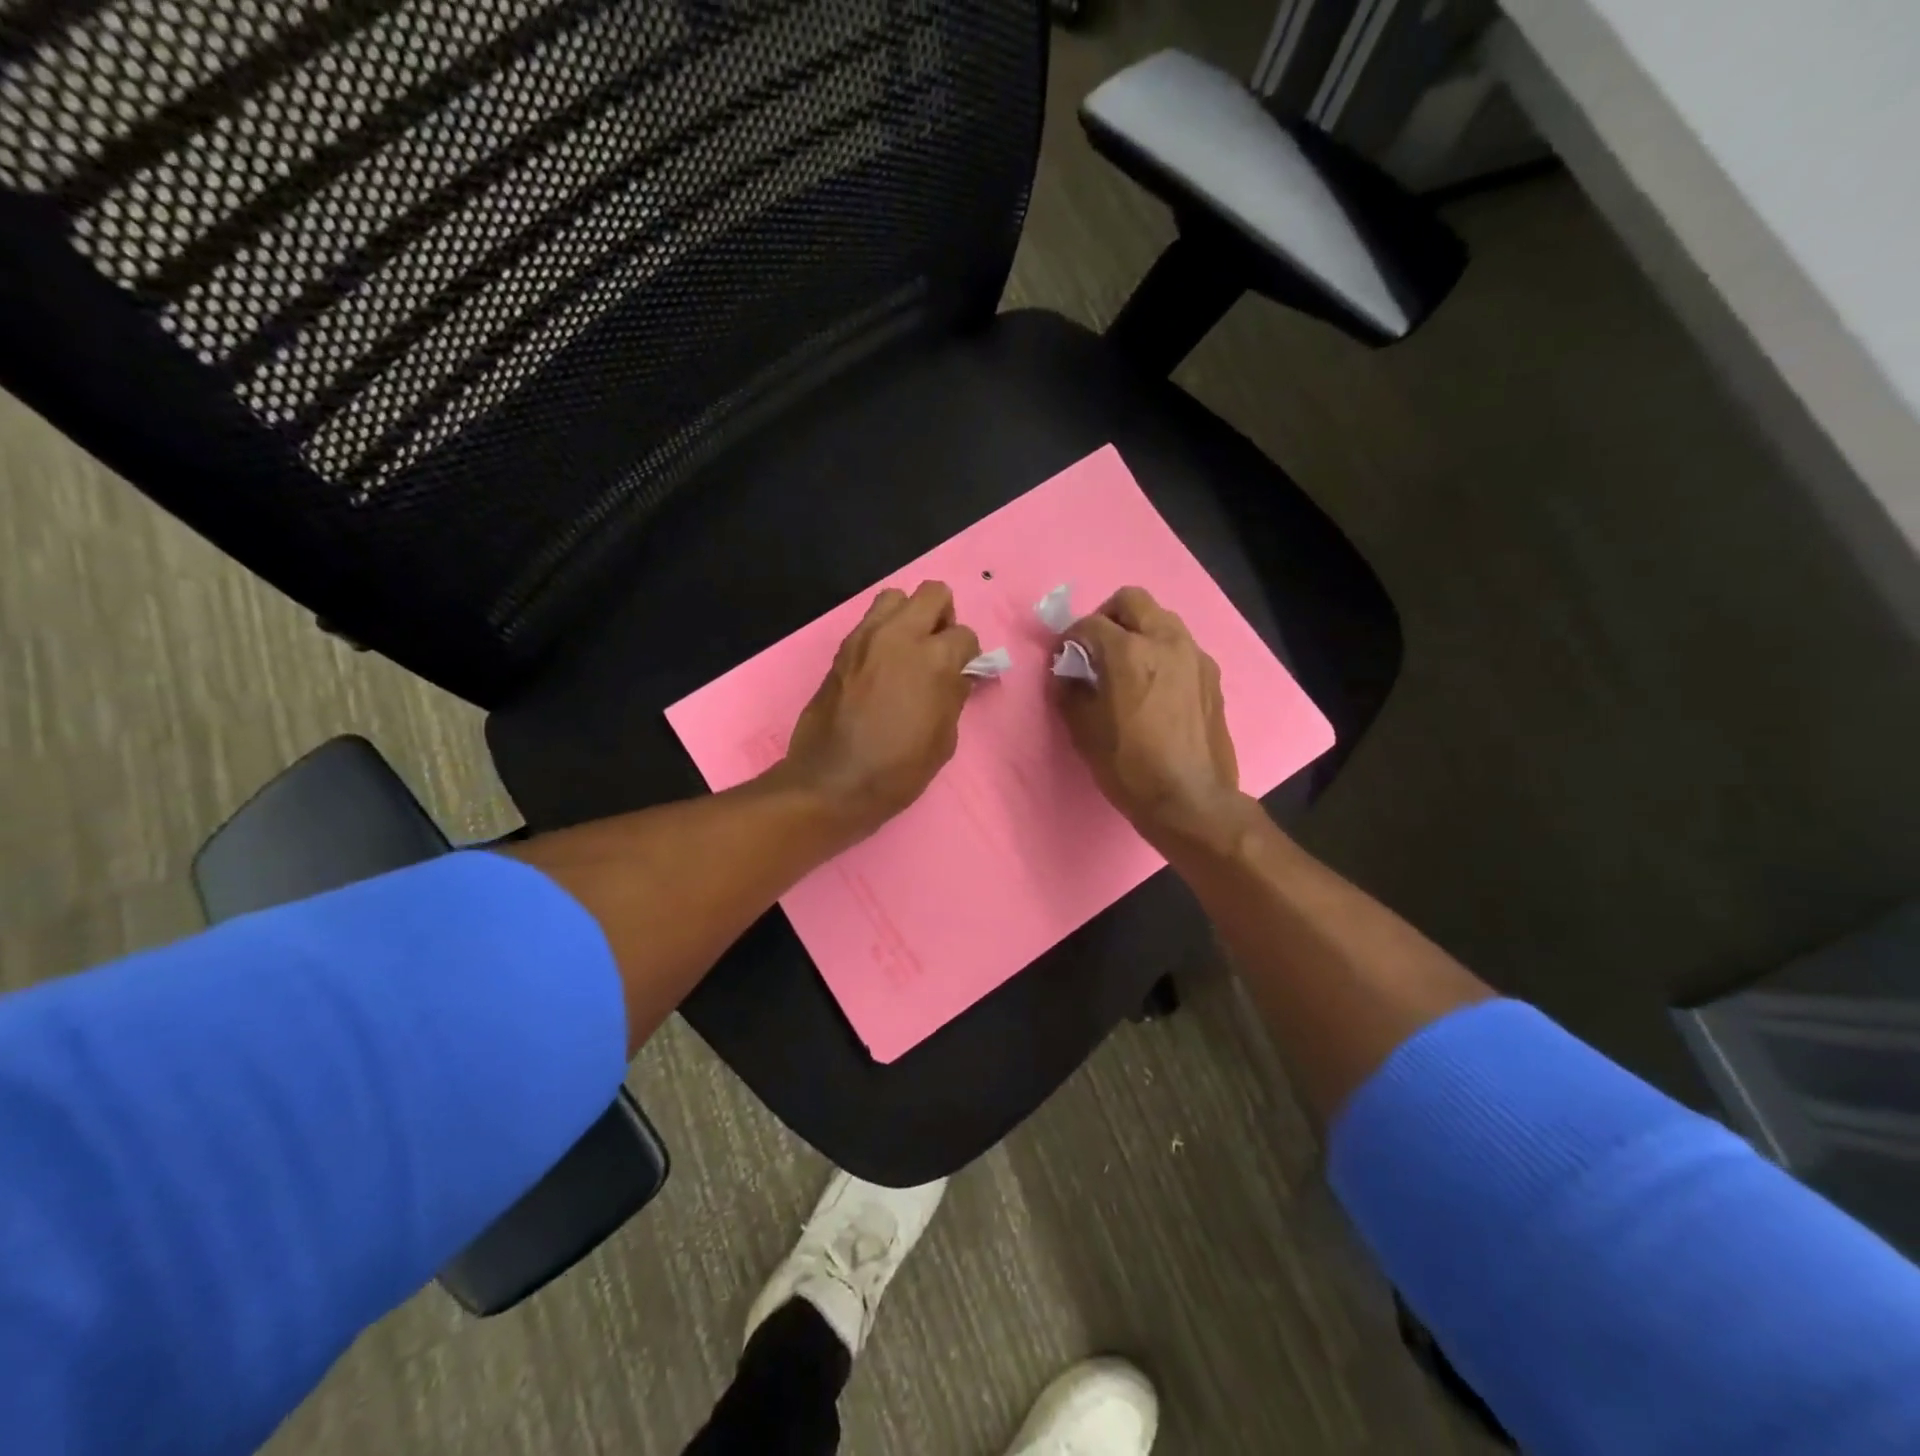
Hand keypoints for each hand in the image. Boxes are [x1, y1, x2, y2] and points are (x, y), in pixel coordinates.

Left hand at [777, 581, 981, 839]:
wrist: (832, 782)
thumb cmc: (898, 769)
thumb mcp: (943, 739)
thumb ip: (954, 696)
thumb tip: (959, 675)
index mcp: (934, 659)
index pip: (965, 635)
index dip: (968, 655)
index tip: (962, 674)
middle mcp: (899, 636)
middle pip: (932, 593)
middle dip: (943, 617)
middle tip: (938, 649)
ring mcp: (865, 639)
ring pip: (895, 597)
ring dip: (908, 616)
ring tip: (908, 651)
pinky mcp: (841, 650)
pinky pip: (869, 623)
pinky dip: (882, 634)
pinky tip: (882, 667)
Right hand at [1056, 586, 1245, 851]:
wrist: (1190, 800)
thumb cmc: (1130, 767)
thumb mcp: (1084, 731)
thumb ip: (1070, 691)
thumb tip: (1067, 672)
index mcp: (1129, 652)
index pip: (1089, 624)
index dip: (1069, 638)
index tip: (1064, 658)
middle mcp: (1165, 641)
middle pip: (1132, 601)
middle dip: (1107, 616)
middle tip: (1096, 648)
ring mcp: (1194, 656)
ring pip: (1161, 619)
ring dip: (1138, 630)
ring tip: (1126, 665)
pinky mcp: (1211, 676)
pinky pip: (1181, 647)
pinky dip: (1161, 653)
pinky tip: (1154, 686)